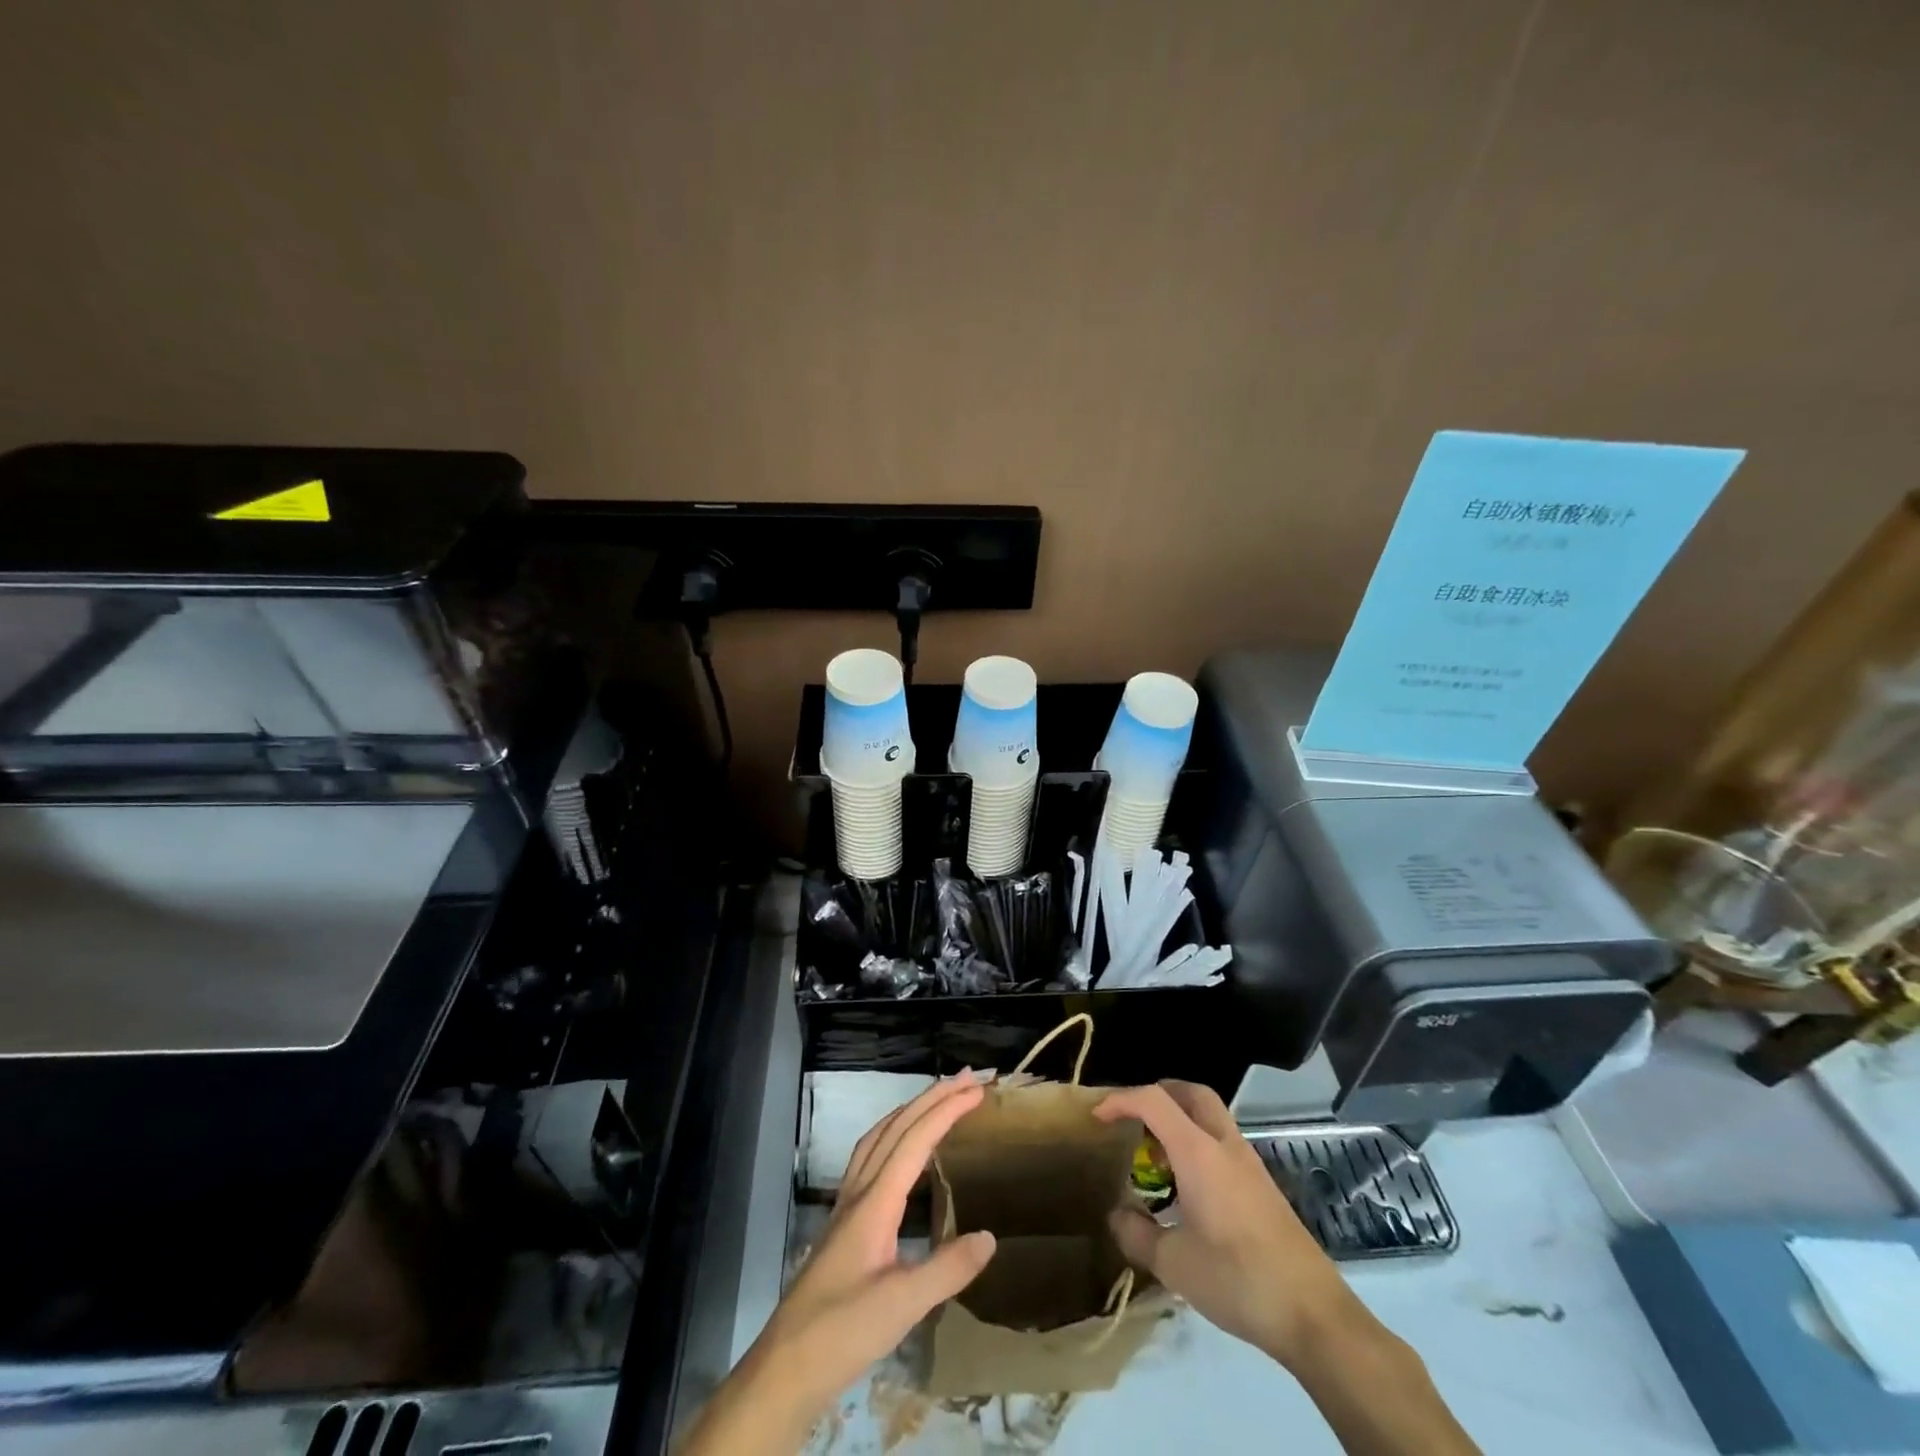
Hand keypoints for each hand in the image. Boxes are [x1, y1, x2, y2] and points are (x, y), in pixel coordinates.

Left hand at [682, 1074, 996, 1454]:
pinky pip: (869, 1158)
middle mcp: (859, 1192)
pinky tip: (901, 1153)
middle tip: (967, 1079)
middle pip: (896, 1127)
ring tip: (938, 1099)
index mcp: (875, 1202)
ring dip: (910, 1111)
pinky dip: (892, 1136)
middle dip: (932, 1098)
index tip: (976, 1090)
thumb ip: (947, 1269)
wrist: (785, 1367)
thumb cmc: (843, 1332)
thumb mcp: (903, 1307)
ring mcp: (846, 1206)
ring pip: (878, 1137)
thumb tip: (990, 1236)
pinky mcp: (843, 1224)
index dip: (946, 1111)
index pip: (915, 1140)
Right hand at [1093, 1080, 1355, 1368]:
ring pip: (1210, 1115)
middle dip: (1157, 1093)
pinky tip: (1188, 1184)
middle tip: (1133, 1118)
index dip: (1121, 1100)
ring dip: (1180, 1118)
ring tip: (1156, 1152)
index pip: (1153, 1100)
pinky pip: (1222, 1141)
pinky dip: (1198, 1142)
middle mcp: (1224, 1145)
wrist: (1313, 1314)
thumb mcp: (1174, 1265)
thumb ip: (1137, 1234)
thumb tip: (1116, 1214)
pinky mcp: (1262, 1185)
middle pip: (1191, 1092)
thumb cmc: (1238, 1280)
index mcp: (1198, 1152)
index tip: (1097, 1118)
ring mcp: (1249, 1163)